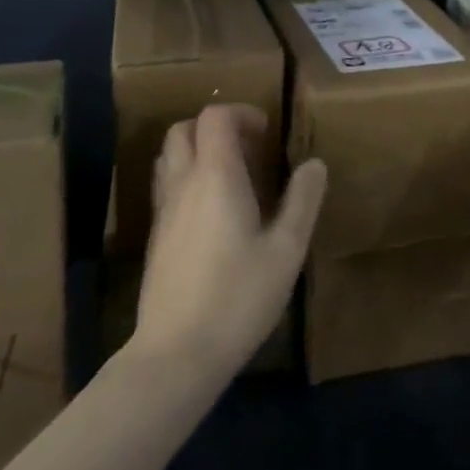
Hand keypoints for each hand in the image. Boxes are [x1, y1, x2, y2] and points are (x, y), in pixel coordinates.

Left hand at [132, 103, 327, 379]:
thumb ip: (302, 201)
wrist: (176, 356)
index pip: (214, 116)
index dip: (241, 113)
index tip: (266, 133)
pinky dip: (188, 179)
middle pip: (182, 130)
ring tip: (231, 175)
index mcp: (215, 176)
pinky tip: (213, 213)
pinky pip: (167, 187)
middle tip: (248, 148)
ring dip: (197, 151)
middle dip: (215, 126)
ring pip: (169, 158)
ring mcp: (163, 212)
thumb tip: (314, 164)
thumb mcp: (286, 250)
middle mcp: (183, 184)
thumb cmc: (237, 297)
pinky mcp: (154, 239)